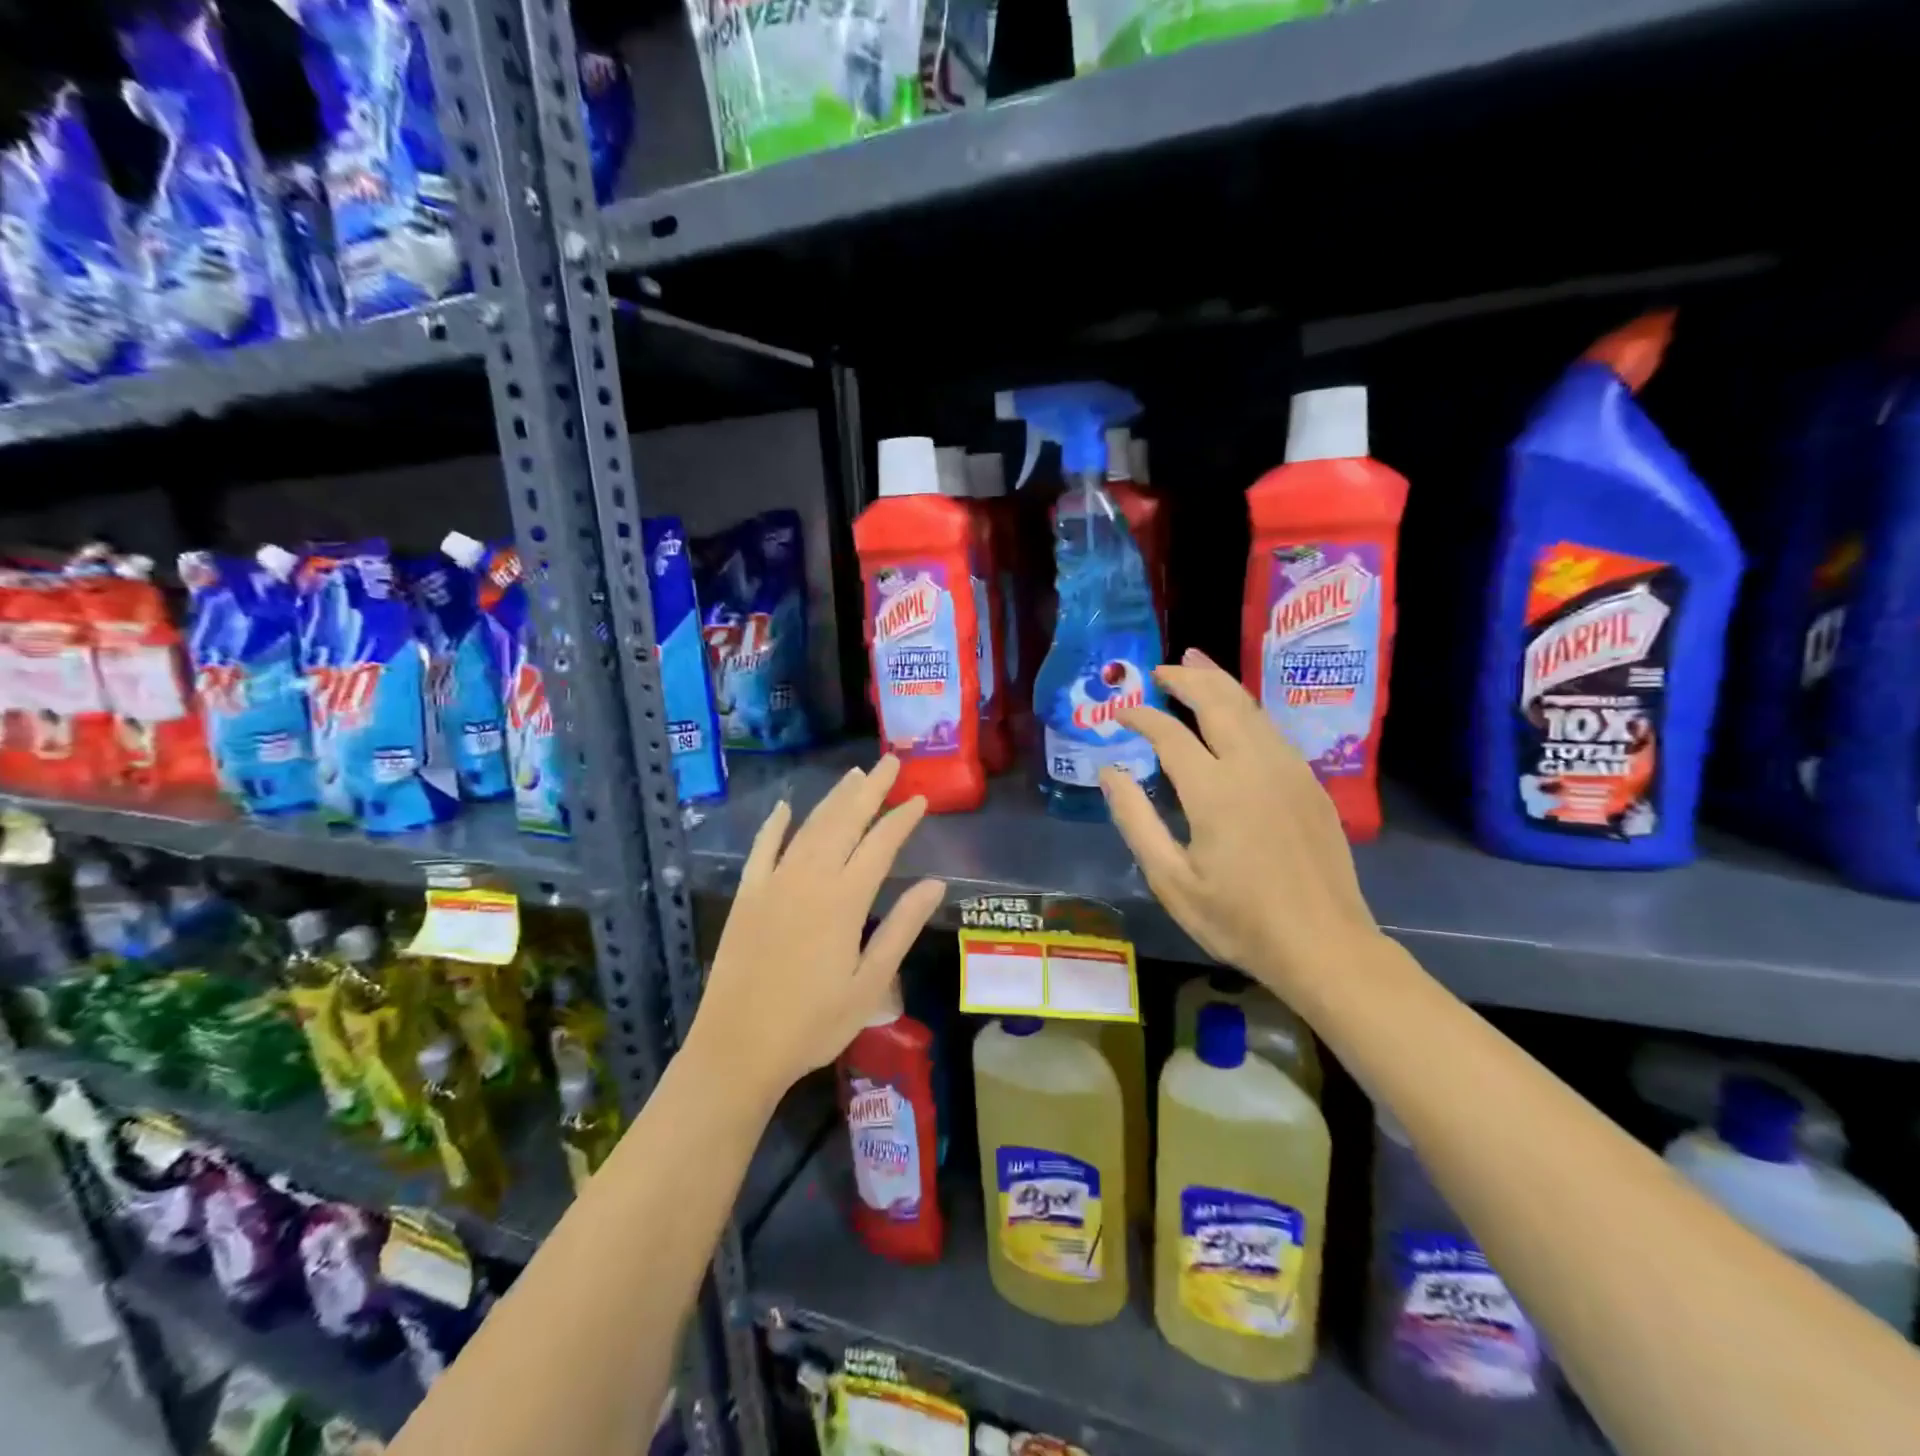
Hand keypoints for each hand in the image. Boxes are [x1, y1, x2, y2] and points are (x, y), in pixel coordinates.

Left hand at [687, 756, 945, 1106]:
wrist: (737, 1048)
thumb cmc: (813, 1024)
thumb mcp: (870, 983)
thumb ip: (901, 927)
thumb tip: (935, 884)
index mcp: (844, 900)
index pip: (881, 845)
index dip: (902, 819)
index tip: (920, 798)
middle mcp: (809, 879)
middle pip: (844, 822)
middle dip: (870, 790)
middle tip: (890, 762)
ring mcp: (773, 884)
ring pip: (809, 828)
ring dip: (833, 799)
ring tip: (854, 775)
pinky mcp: (747, 896)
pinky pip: (762, 849)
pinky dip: (774, 825)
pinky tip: (784, 807)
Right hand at [1100, 650, 1378, 1003]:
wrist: (1324, 946)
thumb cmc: (1238, 920)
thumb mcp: (1171, 880)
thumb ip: (1136, 820)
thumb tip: (1110, 773)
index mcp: (1215, 791)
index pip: (1170, 734)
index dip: (1142, 717)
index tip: (1120, 713)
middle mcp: (1254, 766)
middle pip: (1218, 702)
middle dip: (1186, 679)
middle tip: (1160, 669)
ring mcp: (1289, 771)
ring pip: (1251, 709)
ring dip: (1220, 683)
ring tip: (1196, 664)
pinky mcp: (1310, 784)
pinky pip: (1272, 730)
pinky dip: (1246, 709)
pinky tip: (1236, 713)